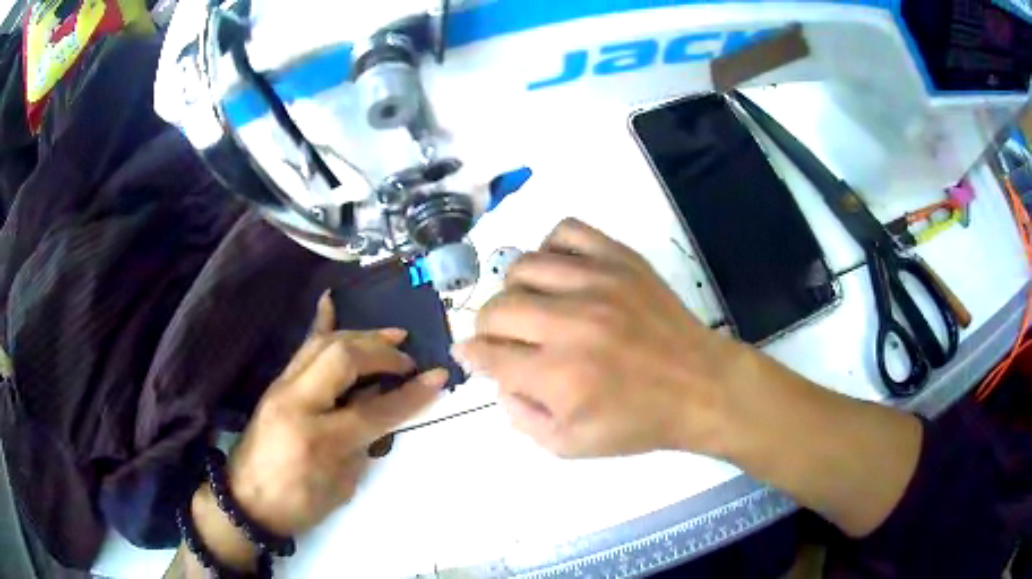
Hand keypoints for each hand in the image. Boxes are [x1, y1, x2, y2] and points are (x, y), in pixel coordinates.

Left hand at [226, 293, 447, 536]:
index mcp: (318, 439)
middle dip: (382, 352)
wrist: (246, 500)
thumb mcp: (341, 486)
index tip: (438, 377)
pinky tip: (330, 301)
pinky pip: (302, 347)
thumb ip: (364, 444)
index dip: (410, 394)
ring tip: (391, 334)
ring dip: (362, 336)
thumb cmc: (297, 504)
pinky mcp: (276, 384)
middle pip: (344, 358)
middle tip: (408, 359)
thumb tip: (382, 409)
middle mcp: (297, 403)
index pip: (374, 410)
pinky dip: (321, 324)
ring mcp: (282, 388)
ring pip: (324, 344)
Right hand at [454, 218, 748, 457]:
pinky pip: (567, 231)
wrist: (701, 387)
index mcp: (558, 376)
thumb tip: (498, 380)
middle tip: (501, 337)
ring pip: (523, 267)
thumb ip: (521, 418)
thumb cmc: (639, 422)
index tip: (471, 353)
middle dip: (487, 326)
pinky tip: (558, 272)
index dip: (472, 354)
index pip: (489, 354)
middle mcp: (571, 323)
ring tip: (530, 305)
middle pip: (497, 308)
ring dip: (513, 289)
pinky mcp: (620, 260)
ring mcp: (598, 283)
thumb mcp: (571, 446)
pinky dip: (550, 248)